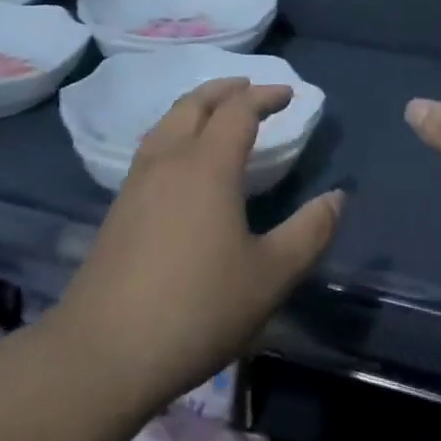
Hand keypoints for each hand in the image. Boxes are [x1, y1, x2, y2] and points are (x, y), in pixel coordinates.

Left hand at [47, 78, 343, 415]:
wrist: (103, 352)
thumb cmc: (197, 309)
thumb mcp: (270, 277)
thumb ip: (309, 232)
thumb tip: (338, 196)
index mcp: (207, 165)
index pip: (238, 110)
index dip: (264, 96)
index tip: (287, 94)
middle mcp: (169, 159)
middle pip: (195, 103)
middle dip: (226, 89)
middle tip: (249, 87)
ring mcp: (137, 181)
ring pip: (168, 121)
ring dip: (196, 105)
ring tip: (216, 112)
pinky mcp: (118, 206)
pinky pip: (153, 145)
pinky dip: (175, 130)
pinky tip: (180, 159)